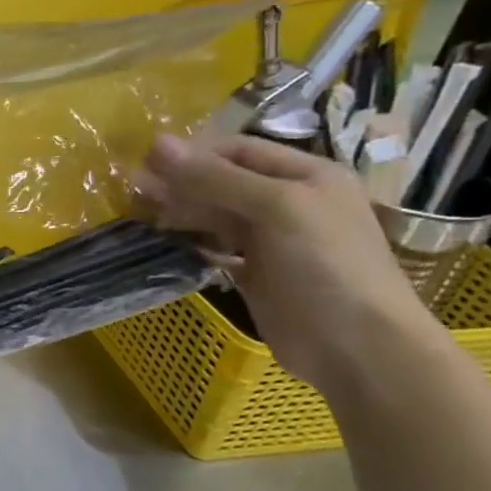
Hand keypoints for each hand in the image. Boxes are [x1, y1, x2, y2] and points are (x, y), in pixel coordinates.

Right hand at [136, 132, 443, 395]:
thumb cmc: (325, 265)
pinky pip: (215, 249)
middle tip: (132, 193)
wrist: (358, 347)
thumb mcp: (275, 208)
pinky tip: (164, 246)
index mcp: (306, 176)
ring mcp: (272, 241)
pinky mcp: (256, 274)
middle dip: (180, 185)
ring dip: (180, 214)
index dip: (193, 154)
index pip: (239, 151)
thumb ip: (215, 177)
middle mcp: (289, 203)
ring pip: (216, 217)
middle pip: (223, 183)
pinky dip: (190, 245)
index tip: (144, 165)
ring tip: (140, 217)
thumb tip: (156, 143)